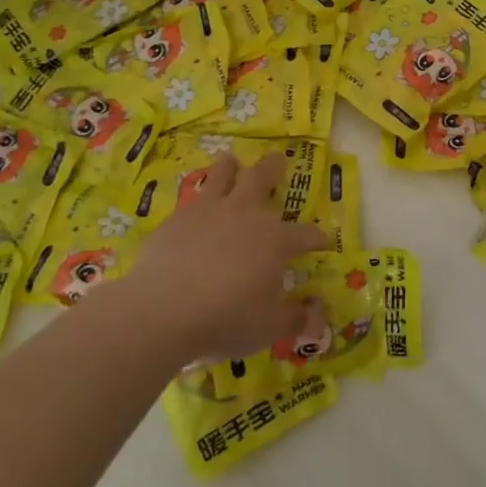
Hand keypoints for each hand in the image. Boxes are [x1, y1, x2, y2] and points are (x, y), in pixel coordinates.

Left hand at [113, 152, 328, 365]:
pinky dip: (200, 195)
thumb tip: (316, 314)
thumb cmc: (225, 319)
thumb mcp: (268, 328)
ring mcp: (209, 212)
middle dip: (274, 169)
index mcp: (275, 240)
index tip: (323, 241)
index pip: (305, 234)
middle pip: (263, 180)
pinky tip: (197, 201)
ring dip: (231, 167)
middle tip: (279, 158)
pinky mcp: (178, 218)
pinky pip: (194, 198)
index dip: (316, 238)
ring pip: (224, 177)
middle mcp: (246, 215)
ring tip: (232, 160)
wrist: (162, 310)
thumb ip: (295, 319)